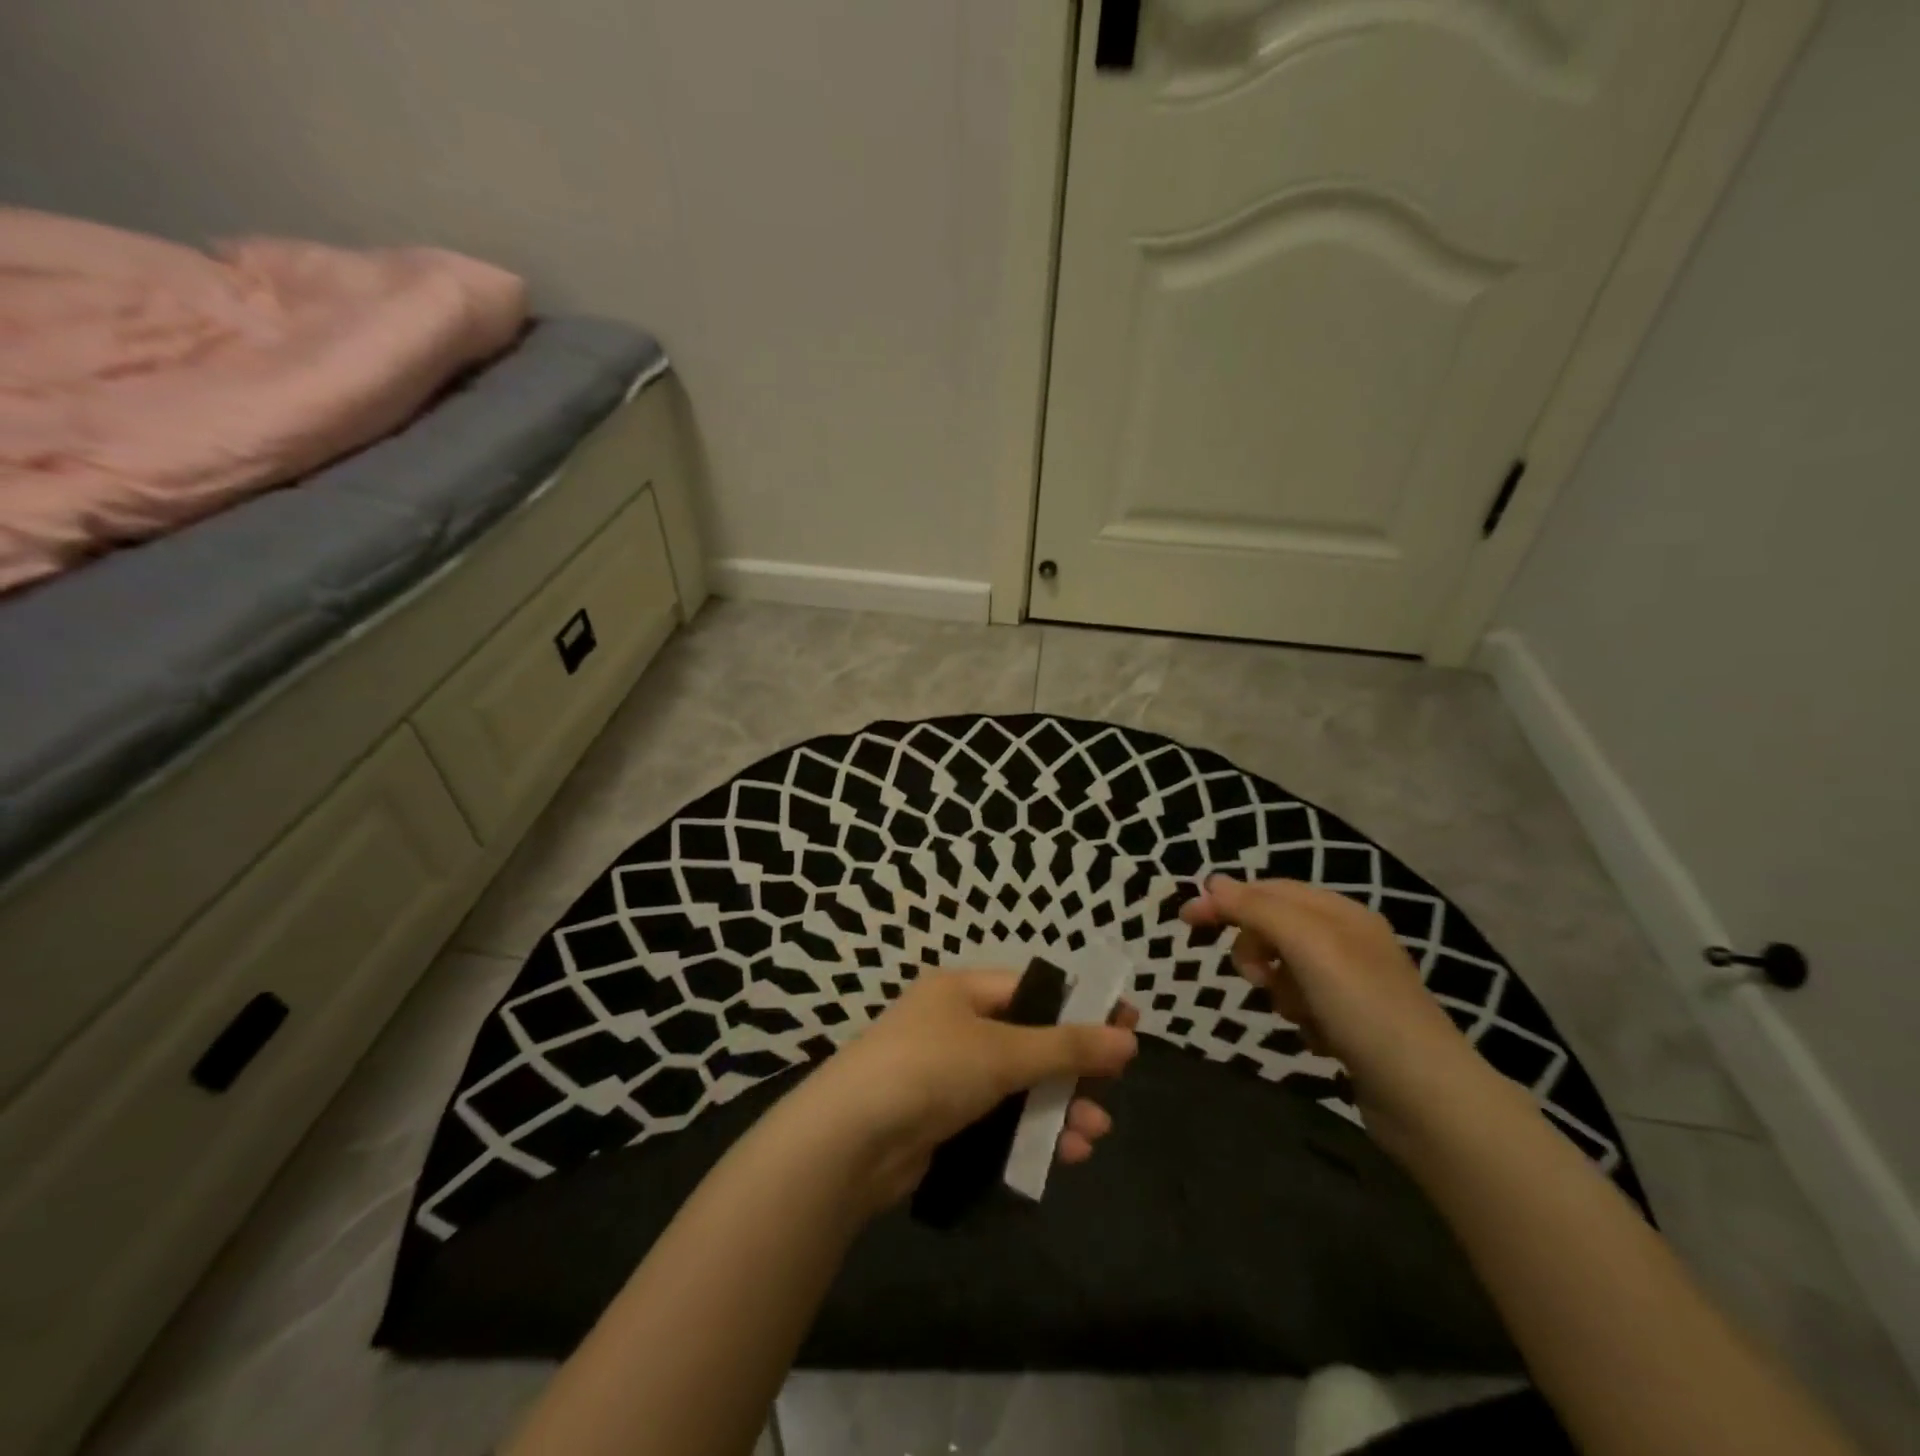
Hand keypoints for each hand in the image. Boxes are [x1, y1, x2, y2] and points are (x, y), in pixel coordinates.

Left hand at [792, 969, 1139, 1209]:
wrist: (848, 1142)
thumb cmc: (929, 1070)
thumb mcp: (1003, 1051)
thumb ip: (1067, 1047)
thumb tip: (1129, 1037)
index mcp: (962, 991)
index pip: (1033, 989)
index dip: (1080, 1006)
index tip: (1126, 1023)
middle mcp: (955, 1026)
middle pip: (1029, 1040)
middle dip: (1073, 1068)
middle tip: (1114, 1087)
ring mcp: (947, 1075)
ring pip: (1018, 1085)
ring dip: (1058, 1107)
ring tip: (1094, 1134)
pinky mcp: (943, 1121)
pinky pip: (999, 1119)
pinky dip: (1031, 1134)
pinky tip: (1063, 1155)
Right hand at [1179, 876, 1475, 1127]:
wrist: (1428, 1100)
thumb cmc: (1363, 1009)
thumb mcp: (1308, 946)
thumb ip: (1257, 909)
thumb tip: (1213, 882)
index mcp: (1341, 912)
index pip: (1268, 890)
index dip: (1226, 900)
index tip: (1185, 922)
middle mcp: (1348, 940)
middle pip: (1273, 928)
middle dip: (1255, 951)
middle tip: (1257, 979)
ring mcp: (1352, 984)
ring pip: (1284, 969)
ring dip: (1278, 988)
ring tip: (1296, 1014)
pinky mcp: (1353, 1023)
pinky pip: (1303, 1004)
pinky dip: (1299, 1017)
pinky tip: (1316, 1037)